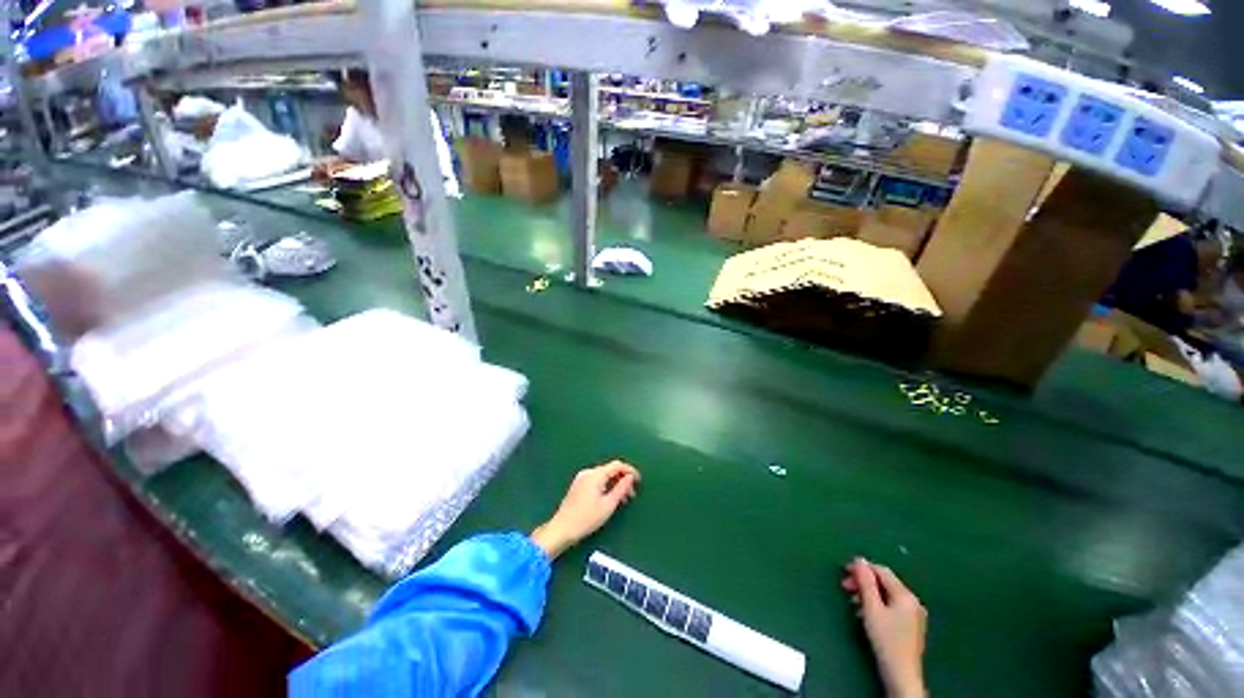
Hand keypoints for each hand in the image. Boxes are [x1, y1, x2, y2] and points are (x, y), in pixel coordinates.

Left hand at [530, 461, 639, 559]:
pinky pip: (597, 481)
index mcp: (595, 474)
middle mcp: (588, 472)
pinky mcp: (578, 486)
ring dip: (615, 484)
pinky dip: (606, 487)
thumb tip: (630, 477)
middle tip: (632, 495)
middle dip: (623, 480)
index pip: (617, 465)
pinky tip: (610, 499)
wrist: (562, 529)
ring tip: (623, 500)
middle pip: (610, 470)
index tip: (639, 481)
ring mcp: (582, 478)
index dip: (630, 471)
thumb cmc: (586, 518)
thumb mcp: (608, 505)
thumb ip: (621, 489)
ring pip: (604, 476)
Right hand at [842, 558, 927, 697]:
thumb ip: (865, 582)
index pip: (881, 571)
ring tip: (853, 602)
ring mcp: (913, 614)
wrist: (901, 674)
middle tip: (845, 587)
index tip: (844, 572)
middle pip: (884, 582)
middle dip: (863, 582)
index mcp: (905, 595)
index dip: (862, 568)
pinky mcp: (910, 625)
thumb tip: (859, 560)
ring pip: (886, 594)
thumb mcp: (871, 608)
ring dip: (868, 594)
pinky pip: (891, 605)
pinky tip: (866, 614)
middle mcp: (913, 601)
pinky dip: (877, 605)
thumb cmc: (886, 640)